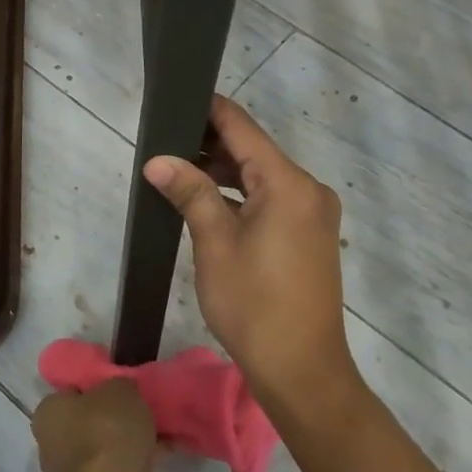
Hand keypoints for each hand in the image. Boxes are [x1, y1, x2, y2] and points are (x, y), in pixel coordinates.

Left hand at [32, 381, 163, 471]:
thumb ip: (120, 384)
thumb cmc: (107, 430)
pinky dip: (138, 462)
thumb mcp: (119, 387)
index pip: (70, 391)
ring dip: (128, 441)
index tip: (118, 384)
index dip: (94, 386)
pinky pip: (120, 470)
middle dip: (112, 417)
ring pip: (105, 447)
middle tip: (140, 406)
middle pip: (87, 421)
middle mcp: (52, 445)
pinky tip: (162, 452)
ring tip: (158, 429)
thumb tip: (123, 390)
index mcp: (48, 413)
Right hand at [143, 96, 360, 421]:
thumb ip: (190, 193)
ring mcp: (312, 213)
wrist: (302, 371)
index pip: (243, 128)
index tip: (176, 100)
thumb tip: (158, 160)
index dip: (209, 111)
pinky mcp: (309, 235)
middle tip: (164, 142)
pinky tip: (207, 200)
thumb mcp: (215, 245)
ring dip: (223, 173)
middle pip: (253, 151)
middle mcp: (308, 189)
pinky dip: (241, 197)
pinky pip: (271, 200)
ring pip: (261, 177)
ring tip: (177, 169)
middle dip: (210, 145)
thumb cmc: (255, 305)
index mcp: (289, 183)